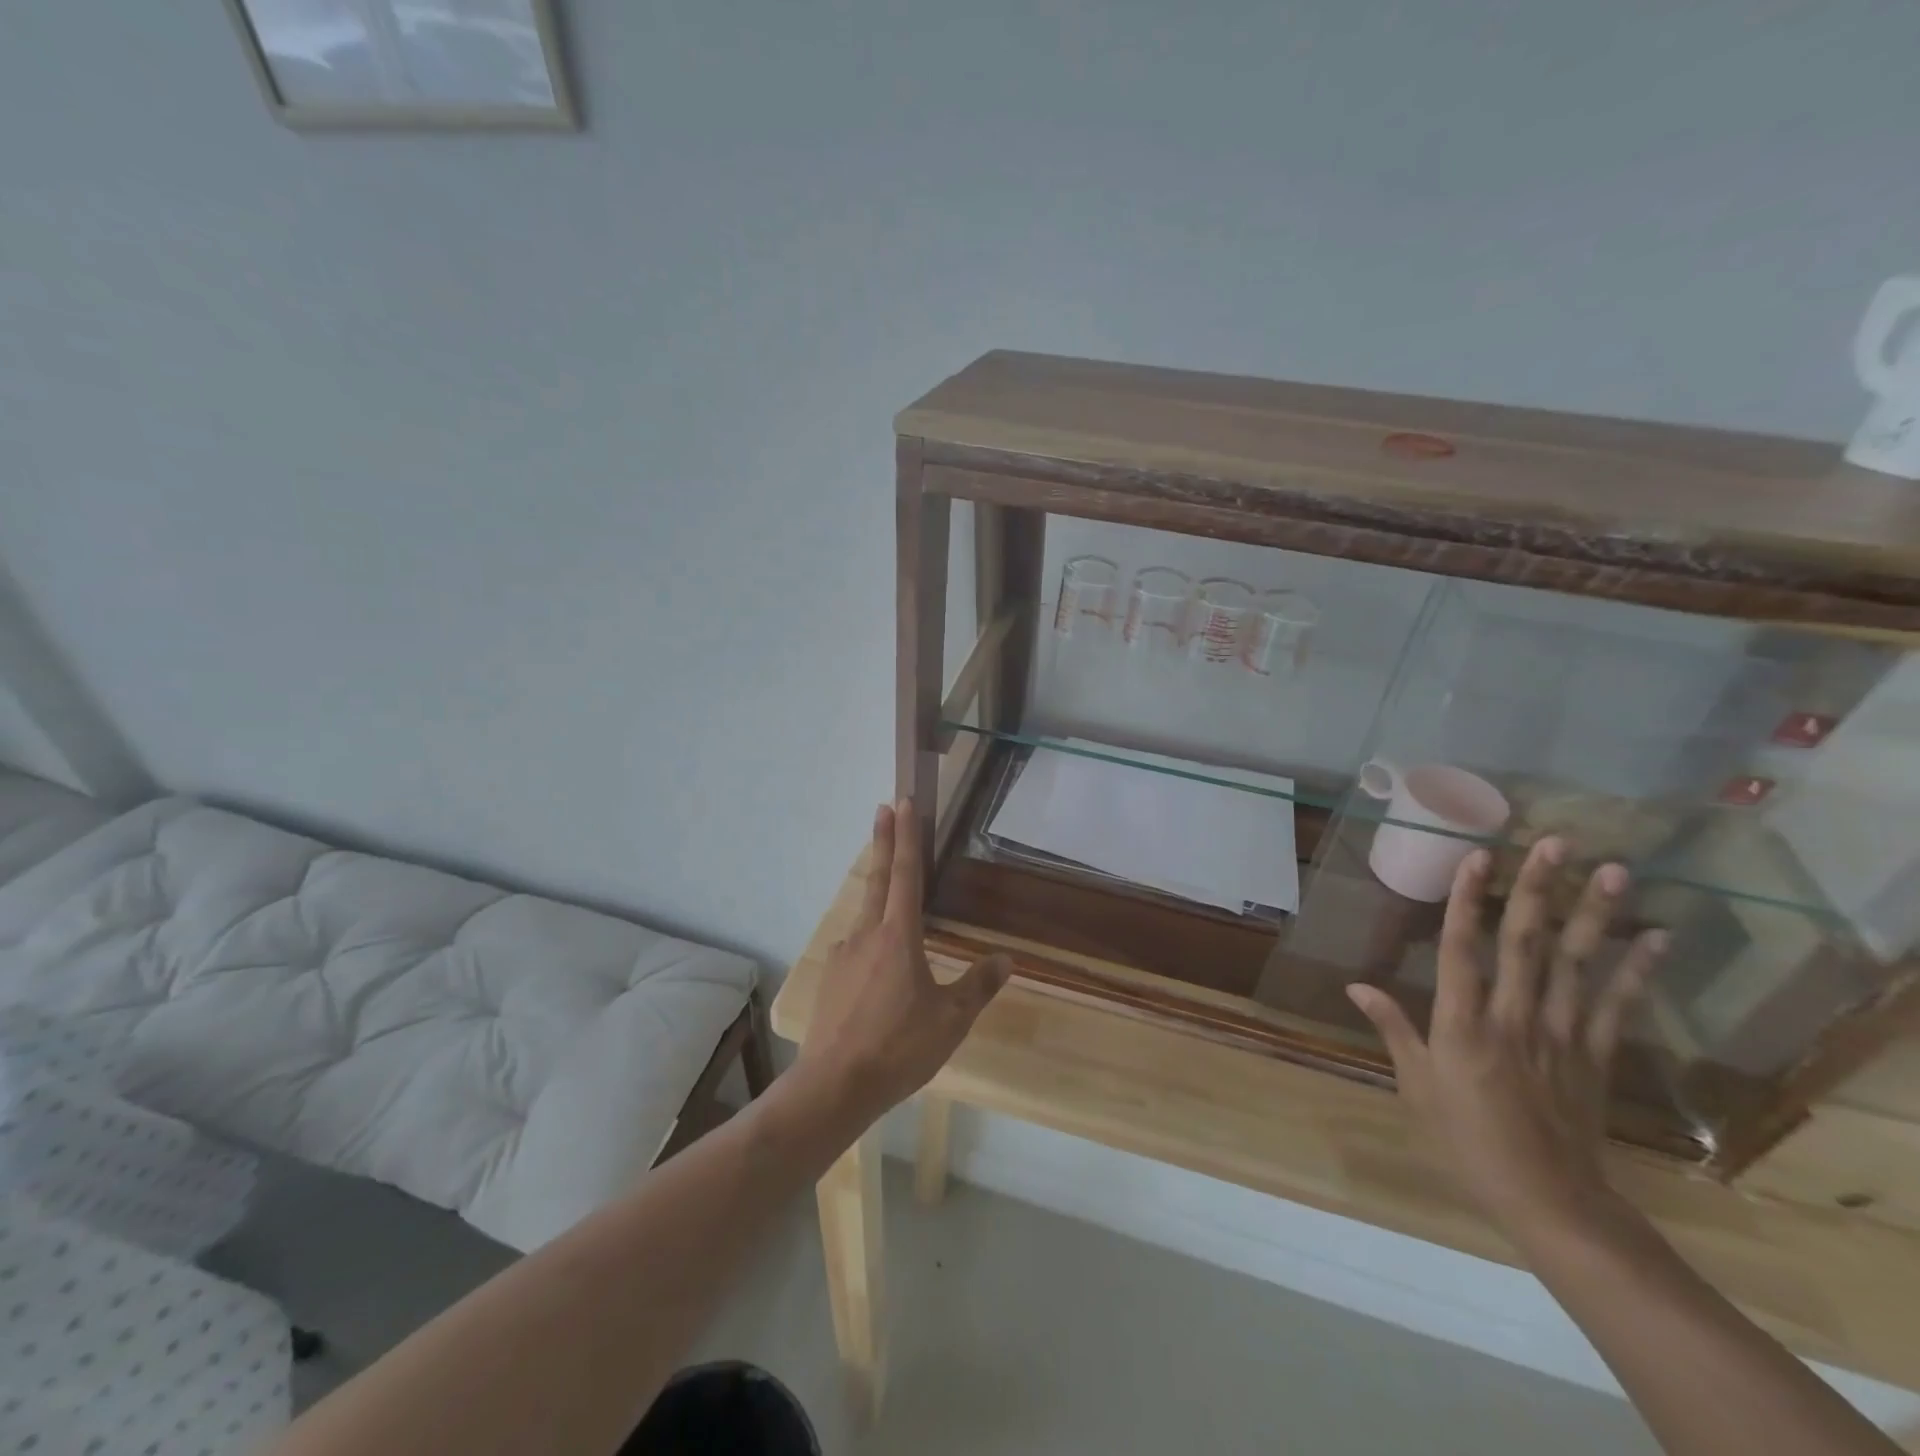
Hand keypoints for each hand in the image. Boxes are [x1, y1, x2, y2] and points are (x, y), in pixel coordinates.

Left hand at [800, 799, 1011, 1124]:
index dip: (906, 837)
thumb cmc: (899, 1047)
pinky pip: (855, 948)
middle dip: (883, 842)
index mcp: (898, 937)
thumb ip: (978, 986)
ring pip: (865, 915)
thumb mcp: (950, 1020)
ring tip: (891, 899)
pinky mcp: (829, 978)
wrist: (834, 1085)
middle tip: (884, 809)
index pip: (905, 874)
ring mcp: (842, 955)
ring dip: (878, 894)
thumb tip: (1006, 960)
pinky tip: (877, 967)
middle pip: (878, 879)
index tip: (903, 802)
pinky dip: (869, 940)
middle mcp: (866, 935)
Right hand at [1346, 837, 1665, 1241]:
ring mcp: (1561, 1033)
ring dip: (1595, 915)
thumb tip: (1355, 986)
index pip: (1462, 949)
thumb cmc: (1466, 1139)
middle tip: (1556, 842)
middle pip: (1526, 942)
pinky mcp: (1595, 1054)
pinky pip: (1616, 1005)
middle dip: (1540, 889)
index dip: (1468, 900)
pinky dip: (1638, 971)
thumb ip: (1393, 1028)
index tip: (1479, 857)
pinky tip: (1657, 938)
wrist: (1548, 1199)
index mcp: (1462, 1023)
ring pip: (1577, 963)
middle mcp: (1513, 1016)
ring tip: (1615, 871)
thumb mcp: (1416, 1084)